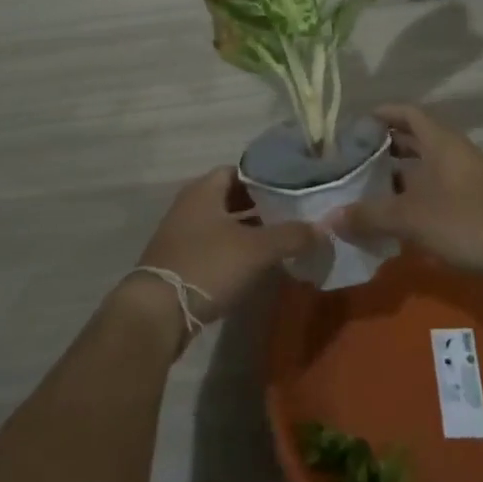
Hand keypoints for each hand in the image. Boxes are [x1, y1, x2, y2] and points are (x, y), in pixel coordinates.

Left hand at [119, 166, 316, 340]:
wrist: (158, 311)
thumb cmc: (208, 265)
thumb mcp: (256, 249)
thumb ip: (292, 235)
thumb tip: (324, 227)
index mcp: (204, 190)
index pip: (239, 170)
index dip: (265, 178)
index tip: (292, 189)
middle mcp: (190, 204)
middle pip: (230, 197)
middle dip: (260, 205)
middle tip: (291, 215)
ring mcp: (182, 233)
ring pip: (222, 223)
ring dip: (247, 230)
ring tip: (280, 239)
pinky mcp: (180, 260)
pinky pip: (213, 245)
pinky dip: (234, 250)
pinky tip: (255, 264)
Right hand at [332, 103, 482, 273]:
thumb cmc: (466, 219)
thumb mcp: (410, 217)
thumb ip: (369, 215)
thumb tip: (329, 218)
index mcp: (438, 141)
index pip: (406, 113)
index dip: (381, 114)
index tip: (354, 125)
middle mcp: (453, 152)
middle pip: (415, 139)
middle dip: (385, 147)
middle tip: (354, 160)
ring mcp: (467, 177)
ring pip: (426, 167)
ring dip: (399, 175)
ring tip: (368, 190)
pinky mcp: (475, 203)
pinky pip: (437, 189)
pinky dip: (415, 197)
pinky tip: (399, 218)